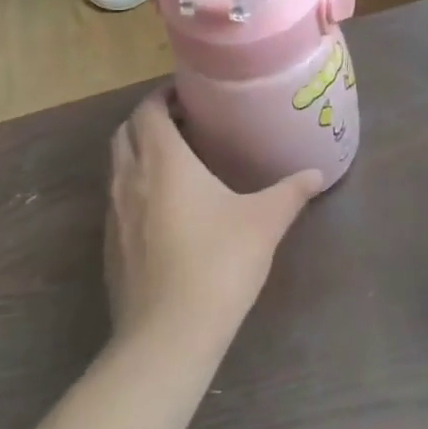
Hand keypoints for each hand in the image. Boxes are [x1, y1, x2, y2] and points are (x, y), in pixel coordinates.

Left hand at [105, 89, 323, 349]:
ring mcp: (114, 213)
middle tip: (185, 122)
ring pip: (117, 164)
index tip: (189, 95)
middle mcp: (129, 178)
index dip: (163, 95)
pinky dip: (134, 185)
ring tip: (176, 159)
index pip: (149, 109)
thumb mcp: (265, 222)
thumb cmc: (219, 263)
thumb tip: (317, 174)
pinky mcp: (110, 244)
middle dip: (149, 119)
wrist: (169, 333)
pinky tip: (166, 207)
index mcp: (162, 160)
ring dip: (139, 151)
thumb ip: (291, 192)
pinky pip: (117, 197)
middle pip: (125, 131)